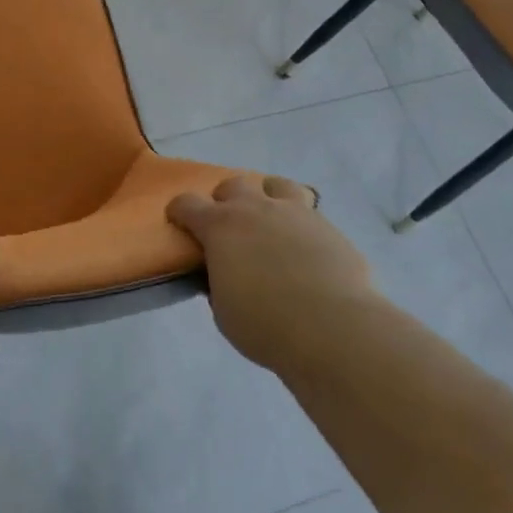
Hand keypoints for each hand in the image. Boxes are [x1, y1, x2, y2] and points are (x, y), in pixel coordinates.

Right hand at [168, 176, 374, 375]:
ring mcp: (295, 213)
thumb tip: (224, 273)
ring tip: (271, 221)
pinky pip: (309, 212)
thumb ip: (218, 282)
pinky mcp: (328, 226)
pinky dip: (300, 223)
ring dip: (267, 197)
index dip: (179, 211)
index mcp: (220, 226)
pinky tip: (304, 248)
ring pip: (276, 185)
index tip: (179, 222)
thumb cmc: (265, 324)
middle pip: (233, 184)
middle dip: (226, 201)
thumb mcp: (223, 310)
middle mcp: (255, 209)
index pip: (187, 203)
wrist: (332, 328)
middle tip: (230, 227)